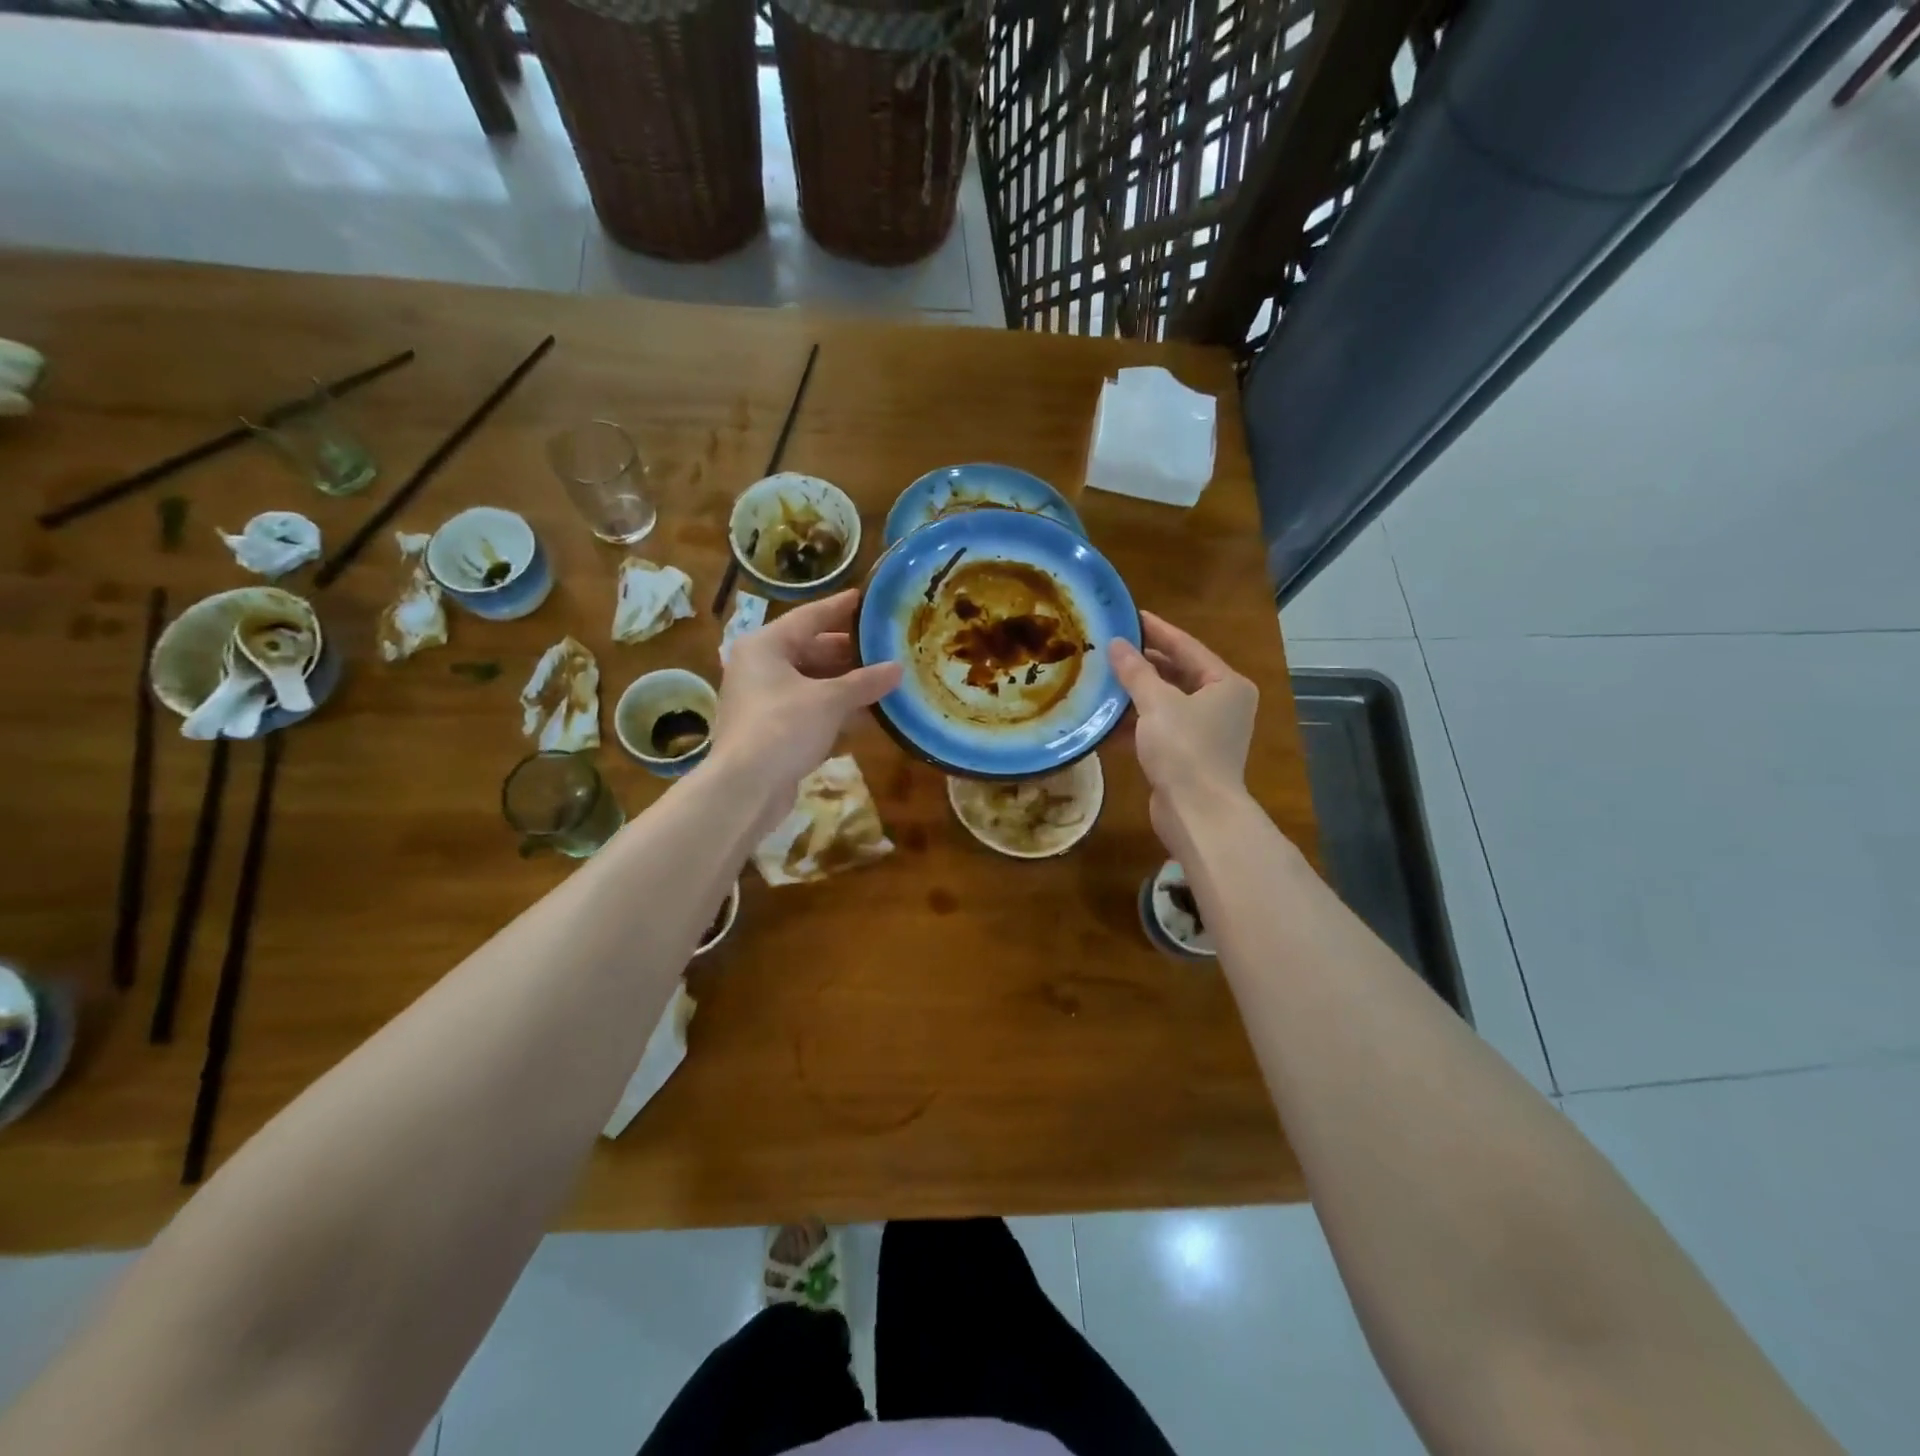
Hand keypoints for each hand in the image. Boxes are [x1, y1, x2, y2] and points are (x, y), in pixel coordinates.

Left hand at [710, 590, 901, 811]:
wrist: (745, 787)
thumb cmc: (783, 728)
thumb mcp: (829, 701)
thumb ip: (865, 682)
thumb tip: (897, 669)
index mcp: (765, 645)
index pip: (810, 617)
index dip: (840, 608)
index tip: (866, 598)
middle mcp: (759, 666)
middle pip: (810, 650)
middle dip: (849, 653)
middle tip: (885, 646)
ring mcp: (763, 699)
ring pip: (811, 682)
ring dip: (845, 684)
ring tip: (884, 679)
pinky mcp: (769, 729)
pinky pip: (808, 708)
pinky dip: (834, 709)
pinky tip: (866, 713)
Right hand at [1109, 611, 1257, 851]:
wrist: (1197, 813)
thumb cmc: (1184, 749)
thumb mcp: (1157, 703)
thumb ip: (1135, 671)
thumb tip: (1116, 644)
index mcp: (1226, 684)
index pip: (1187, 647)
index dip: (1157, 631)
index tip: (1130, 616)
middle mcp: (1222, 704)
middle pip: (1178, 674)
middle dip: (1143, 663)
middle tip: (1111, 647)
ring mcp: (1205, 732)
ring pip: (1166, 702)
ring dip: (1136, 694)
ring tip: (1102, 678)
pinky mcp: (1188, 755)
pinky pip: (1159, 728)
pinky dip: (1136, 723)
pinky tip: (1106, 718)